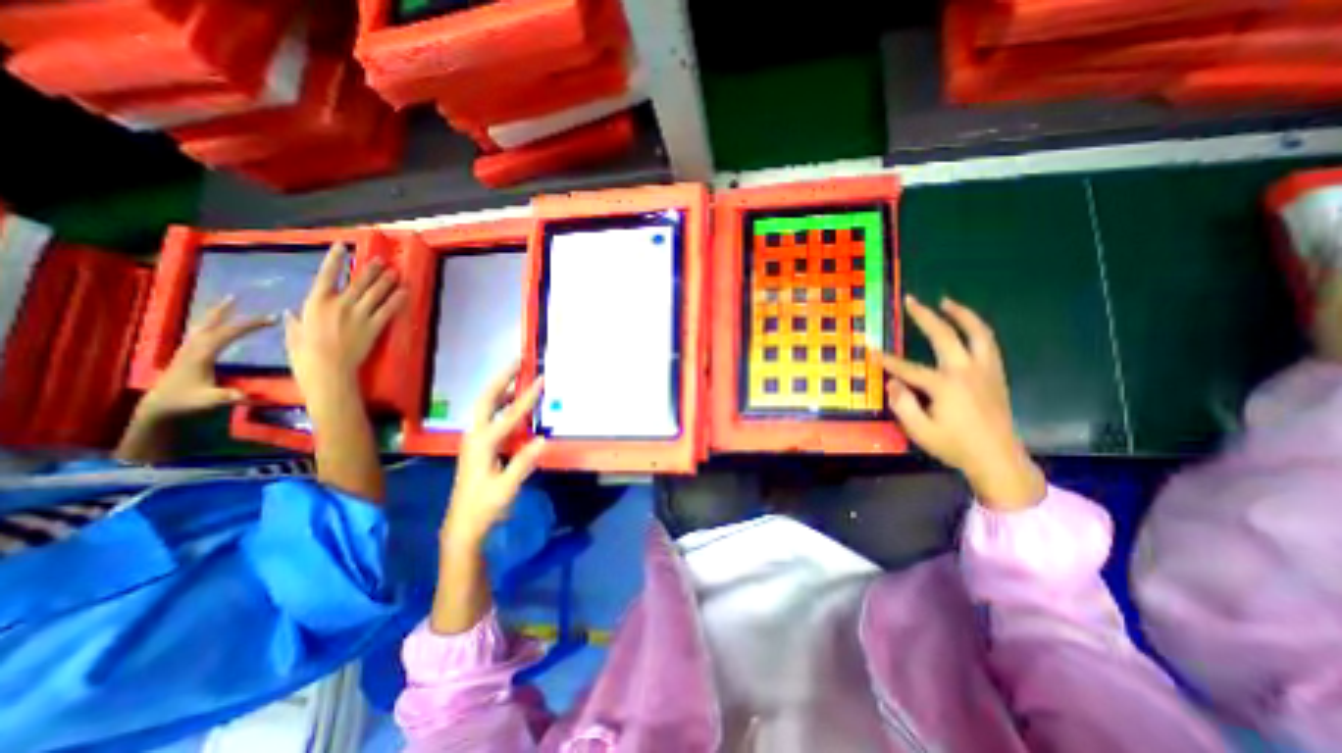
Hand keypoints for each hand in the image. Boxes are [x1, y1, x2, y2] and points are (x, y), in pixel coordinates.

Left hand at [135, 294, 272, 422]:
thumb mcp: (209, 400)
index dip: (250, 325)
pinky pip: (201, 331)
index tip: (272, 319)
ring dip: (216, 313)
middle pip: (211, 324)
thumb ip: (225, 396)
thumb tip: (246, 395)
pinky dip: (211, 322)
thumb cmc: (187, 402)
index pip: (228, 333)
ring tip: (227, 302)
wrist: (160, 407)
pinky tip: (216, 322)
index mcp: (202, 354)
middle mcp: (193, 347)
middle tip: (238, 297)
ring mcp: (188, 349)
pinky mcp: (188, 353)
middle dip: (226, 311)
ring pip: (203, 325)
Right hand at [287, 241, 405, 396]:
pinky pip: (388, 309)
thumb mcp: (293, 334)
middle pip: (359, 281)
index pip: (327, 274)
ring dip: (387, 281)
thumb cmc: (305, 355)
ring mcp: (358, 315)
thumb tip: (289, 314)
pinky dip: (398, 299)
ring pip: (376, 293)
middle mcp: (339, 304)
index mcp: (315, 302)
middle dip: (372, 269)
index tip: (343, 245)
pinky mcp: (374, 326)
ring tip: (396, 273)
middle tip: (383, 261)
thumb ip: (294, 322)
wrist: (328, 369)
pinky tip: (405, 292)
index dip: (335, 258)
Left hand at [444, 361, 541, 547]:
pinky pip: (492, 417)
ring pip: (487, 406)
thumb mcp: (506, 488)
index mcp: (482, 445)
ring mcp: (476, 440)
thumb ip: (523, 462)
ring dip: (502, 388)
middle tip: (518, 360)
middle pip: (486, 399)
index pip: (508, 416)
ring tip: (519, 374)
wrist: (463, 525)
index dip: (526, 397)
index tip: (540, 379)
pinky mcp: (480, 446)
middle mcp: (475, 436)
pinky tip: (515, 403)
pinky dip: (504, 404)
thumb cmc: (484, 507)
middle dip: (502, 378)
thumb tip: (543, 439)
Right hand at [888, 294, 1041, 510]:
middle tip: (912, 301)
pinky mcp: (996, 375)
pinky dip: (977, 328)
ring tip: (946, 301)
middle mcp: (967, 371)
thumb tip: (893, 382)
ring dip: (961, 314)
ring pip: (977, 332)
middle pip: (945, 336)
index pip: (909, 368)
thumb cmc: (954, 446)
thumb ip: (903, 404)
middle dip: (925, 317)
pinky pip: (988, 343)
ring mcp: (985, 371)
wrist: (997, 459)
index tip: (871, 351)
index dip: (887, 360)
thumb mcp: (920, 431)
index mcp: (946, 386)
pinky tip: (967, 326)